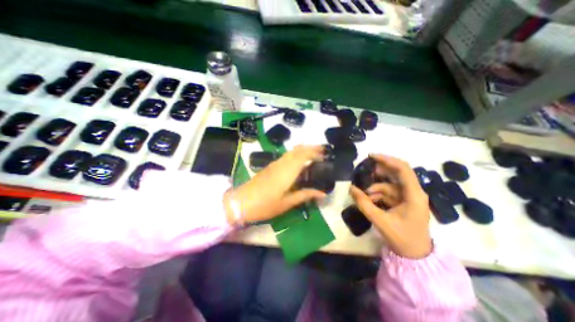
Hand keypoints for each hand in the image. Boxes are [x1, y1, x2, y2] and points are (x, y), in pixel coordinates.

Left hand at [223, 144, 325, 225]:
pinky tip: (298, 160)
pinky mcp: (270, 166)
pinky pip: (286, 156)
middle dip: (311, 147)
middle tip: (322, 150)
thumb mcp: (287, 203)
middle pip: (298, 150)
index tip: (325, 154)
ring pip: (291, 151)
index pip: (304, 155)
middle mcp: (282, 163)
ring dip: (303, 149)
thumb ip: (305, 195)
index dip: (315, 152)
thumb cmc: (265, 204)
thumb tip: (322, 193)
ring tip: (313, 153)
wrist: (241, 202)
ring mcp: (275, 164)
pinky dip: (295, 154)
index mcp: (288, 171)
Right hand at [351, 153, 430, 259]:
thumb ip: (364, 203)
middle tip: (364, 171)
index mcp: (414, 195)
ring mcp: (408, 197)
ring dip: (375, 188)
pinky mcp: (403, 202)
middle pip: (396, 174)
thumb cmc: (401, 238)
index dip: (387, 160)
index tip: (371, 156)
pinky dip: (377, 194)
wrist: (415, 256)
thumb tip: (351, 188)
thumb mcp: (380, 220)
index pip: (403, 169)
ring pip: (389, 184)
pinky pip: (388, 192)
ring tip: (363, 194)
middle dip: (379, 171)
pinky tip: (369, 199)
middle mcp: (414, 192)